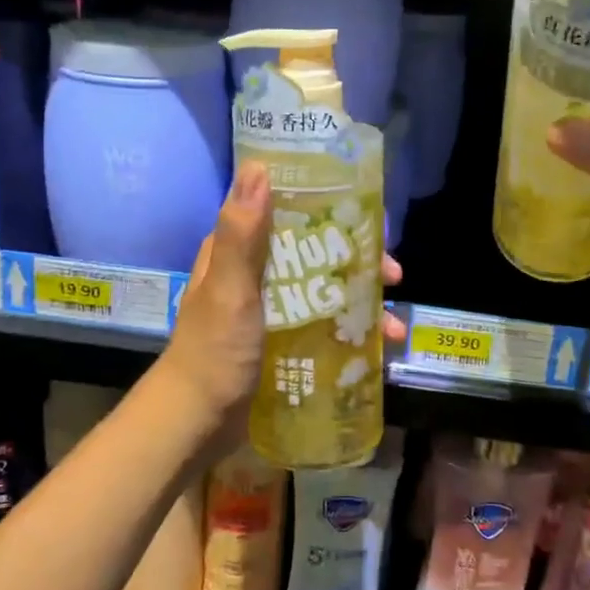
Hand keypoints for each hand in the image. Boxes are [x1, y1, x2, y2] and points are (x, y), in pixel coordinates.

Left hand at [163, 160, 406, 432]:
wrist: (196, 422)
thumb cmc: (214, 353)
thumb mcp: (230, 291)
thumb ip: (242, 234)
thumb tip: (258, 167)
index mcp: (239, 252)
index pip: (291, 213)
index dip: (333, 211)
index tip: (373, 221)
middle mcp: (257, 274)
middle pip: (317, 254)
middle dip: (359, 263)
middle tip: (394, 276)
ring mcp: (271, 310)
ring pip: (325, 292)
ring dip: (362, 303)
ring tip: (392, 326)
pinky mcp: (282, 342)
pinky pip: (324, 326)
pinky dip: (351, 333)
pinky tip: (376, 349)